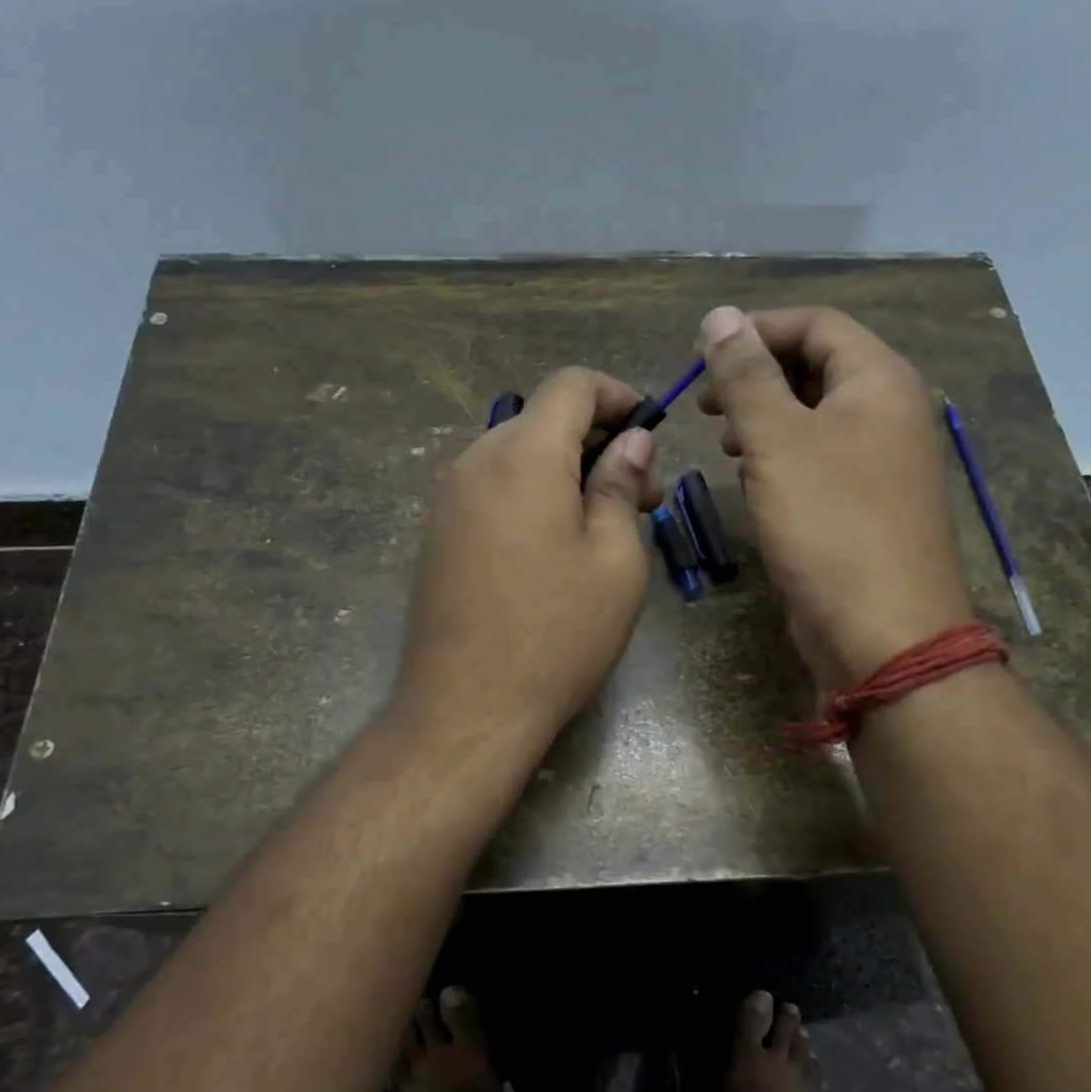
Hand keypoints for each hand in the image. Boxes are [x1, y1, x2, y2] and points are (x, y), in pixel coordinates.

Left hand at [395, 367, 662, 751]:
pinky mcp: (440, 534)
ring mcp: (449, 500)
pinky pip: (494, 490)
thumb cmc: (557, 633)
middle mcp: (476, 462)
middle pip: (543, 420)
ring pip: (518, 456)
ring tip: (606, 526)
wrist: (466, 707)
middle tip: (643, 497)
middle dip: (599, 442)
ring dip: (567, 472)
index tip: (651, 433)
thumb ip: (620, 485)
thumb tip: (632, 441)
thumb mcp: (614, 559)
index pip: (571, 384)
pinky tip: (559, 546)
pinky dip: (534, 496)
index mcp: (523, 456)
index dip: (619, 396)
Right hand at [696, 305, 971, 687]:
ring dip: (766, 418)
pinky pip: (819, 459)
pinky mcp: (865, 504)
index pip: (817, 325)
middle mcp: (888, 413)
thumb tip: (719, 316)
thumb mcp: (777, 441)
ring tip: (725, 440)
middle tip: (707, 404)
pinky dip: (782, 457)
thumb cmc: (830, 525)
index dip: (757, 330)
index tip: (702, 356)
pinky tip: (753, 478)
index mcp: (880, 382)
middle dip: (757, 377)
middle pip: (818, 368)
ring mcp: (881, 462)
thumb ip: (746, 376)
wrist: (882, 632)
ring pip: (816, 417)